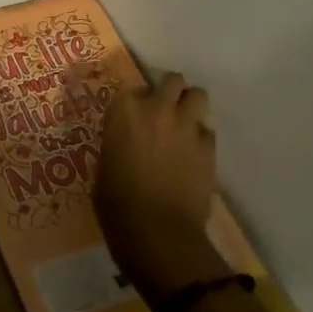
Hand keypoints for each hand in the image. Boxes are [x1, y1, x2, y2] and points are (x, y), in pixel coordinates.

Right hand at [95, 73, 223, 298]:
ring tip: (184, 125)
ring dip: (191, 106)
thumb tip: (126, 143)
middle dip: (170, 92)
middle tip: (164, 113)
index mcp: (123, 112)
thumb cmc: (116, 203)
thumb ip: (117, 143)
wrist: (156, 230)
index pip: (134, 88)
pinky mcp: (208, 146)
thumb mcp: (104, 166)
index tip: (136, 117)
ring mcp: (186, 125)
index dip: (137, 102)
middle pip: (172, 81)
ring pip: (198, 95)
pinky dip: (201, 138)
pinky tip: (194, 156)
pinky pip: (207, 130)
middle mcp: (157, 108)